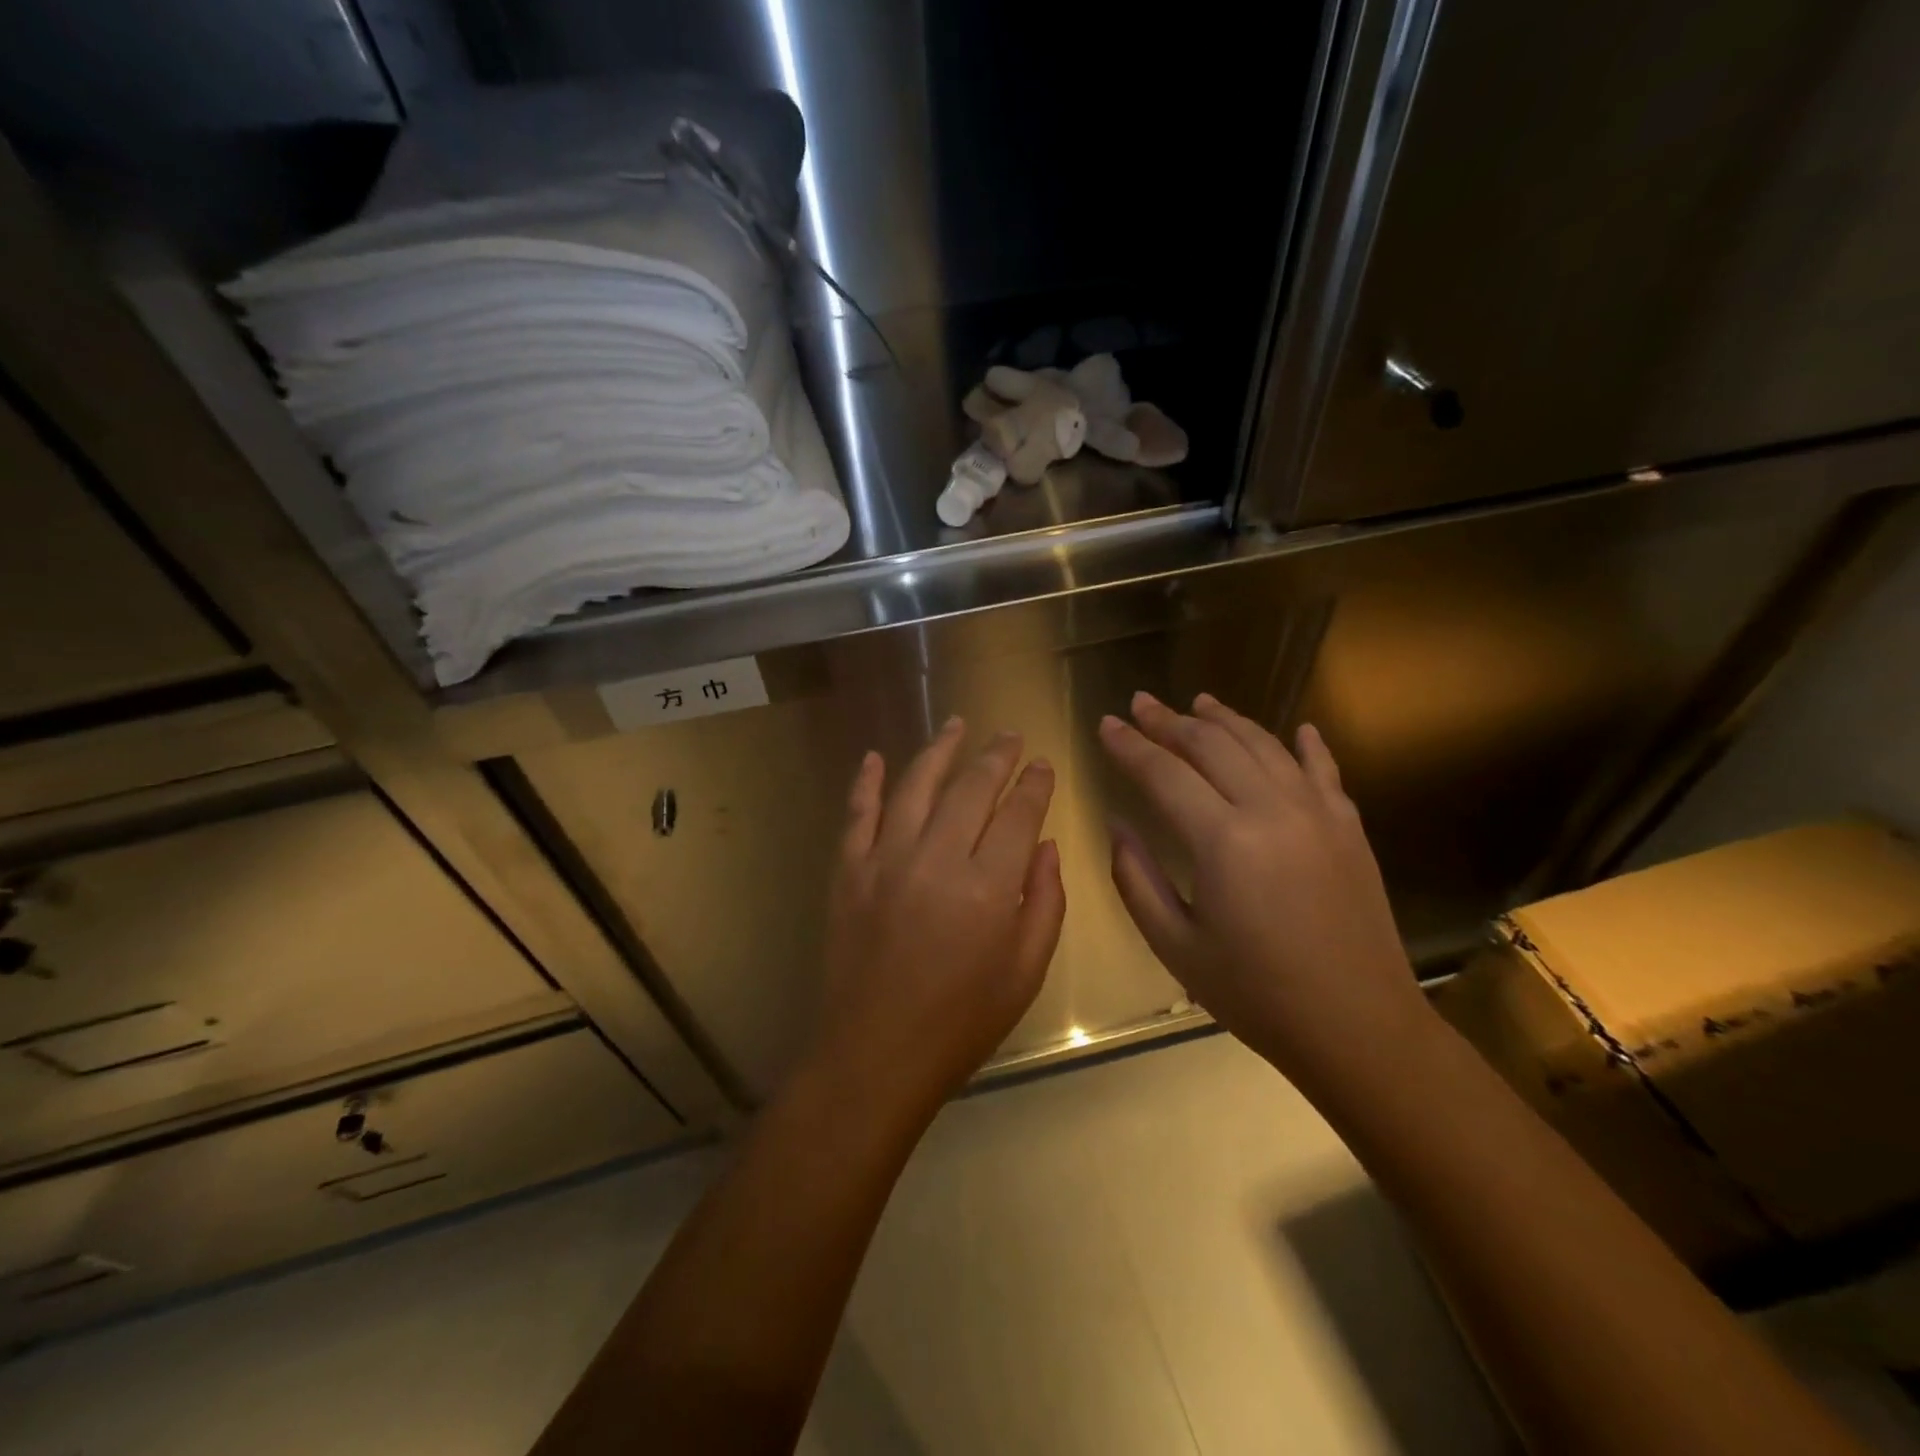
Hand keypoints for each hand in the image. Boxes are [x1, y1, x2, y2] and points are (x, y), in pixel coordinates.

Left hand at [806, 718, 1065, 1115]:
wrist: (874, 1054)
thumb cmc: (961, 1022)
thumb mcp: (1026, 972)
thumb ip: (1045, 902)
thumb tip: (1045, 846)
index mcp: (989, 887)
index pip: (1019, 814)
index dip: (1035, 784)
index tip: (1043, 765)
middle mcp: (937, 858)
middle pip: (972, 788)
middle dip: (996, 756)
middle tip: (1009, 736)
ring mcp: (885, 859)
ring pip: (916, 785)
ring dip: (939, 750)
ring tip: (958, 724)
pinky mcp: (848, 870)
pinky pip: (857, 812)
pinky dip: (866, 781)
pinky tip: (876, 756)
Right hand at [1099, 691, 1434, 1097]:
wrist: (1359, 1028)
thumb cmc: (1256, 994)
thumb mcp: (1176, 946)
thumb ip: (1136, 878)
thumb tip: (1118, 824)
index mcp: (1222, 841)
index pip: (1163, 773)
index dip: (1130, 746)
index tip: (1106, 724)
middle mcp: (1271, 810)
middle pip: (1212, 745)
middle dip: (1170, 721)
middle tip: (1141, 703)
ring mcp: (1317, 813)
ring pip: (1264, 745)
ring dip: (1226, 719)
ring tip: (1198, 702)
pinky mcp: (1349, 828)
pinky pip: (1324, 770)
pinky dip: (1305, 745)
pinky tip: (1296, 729)